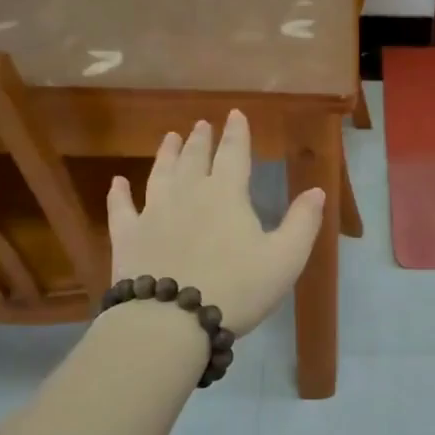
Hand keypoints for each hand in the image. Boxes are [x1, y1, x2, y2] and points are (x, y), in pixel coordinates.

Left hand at [106, 110, 324, 335]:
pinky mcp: (127, 237)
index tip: (234, 114)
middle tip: (201, 124)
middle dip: (200, 140)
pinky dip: (118, 194)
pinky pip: (121, 209)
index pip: (234, 154)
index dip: (236, 133)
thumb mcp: (285, 259)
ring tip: (169, 137)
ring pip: (160, 175)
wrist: (171, 320)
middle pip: (194, 159)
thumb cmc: (236, 289)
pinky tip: (117, 183)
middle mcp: (188, 194)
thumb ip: (303, 223)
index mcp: (226, 195)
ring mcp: (153, 213)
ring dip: (166, 154)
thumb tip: (317, 190)